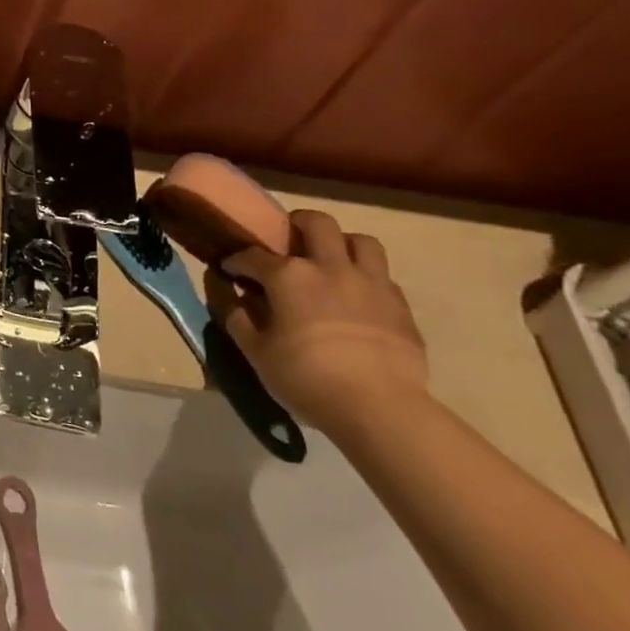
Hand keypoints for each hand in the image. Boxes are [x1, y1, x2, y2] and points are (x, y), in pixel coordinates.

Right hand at [212, 209, 428, 433]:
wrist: (379, 408)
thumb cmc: (306, 377)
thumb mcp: (255, 352)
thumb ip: (237, 317)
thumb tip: (228, 295)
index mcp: (288, 275)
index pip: (253, 255)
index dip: (236, 261)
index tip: (230, 270)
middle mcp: (329, 267)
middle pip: (316, 223)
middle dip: (297, 224)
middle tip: (288, 242)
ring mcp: (370, 283)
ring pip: (361, 240)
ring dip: (342, 244)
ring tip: (330, 262)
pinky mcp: (400, 306)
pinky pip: (383, 276)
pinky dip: (366, 279)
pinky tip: (357, 299)